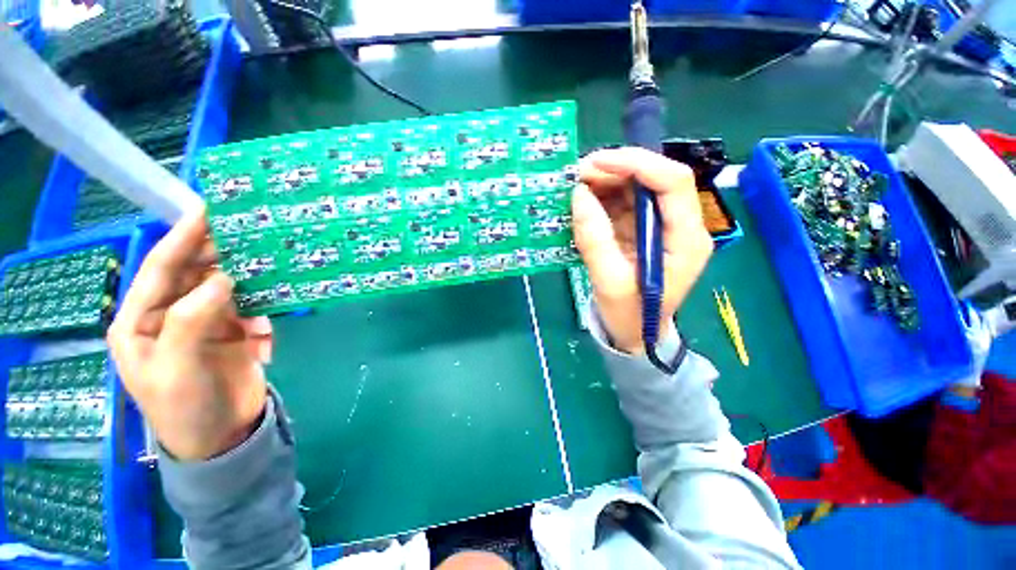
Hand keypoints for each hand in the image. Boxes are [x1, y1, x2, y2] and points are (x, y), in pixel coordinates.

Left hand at [108, 209, 273, 460]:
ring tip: (272, 276)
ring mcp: (206, 322)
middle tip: (254, 235)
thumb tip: (224, 277)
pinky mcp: (234, 332)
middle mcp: (171, 314)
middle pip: (197, 272)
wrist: (222, 438)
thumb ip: (191, 318)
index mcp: (141, 320)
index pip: (161, 267)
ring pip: (229, 287)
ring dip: (251, 284)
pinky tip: (266, 342)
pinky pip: (253, 311)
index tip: (210, 209)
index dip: (184, 236)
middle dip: (224, 255)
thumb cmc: (185, 408)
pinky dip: (264, 319)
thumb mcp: (176, 367)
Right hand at [572, 147, 712, 353]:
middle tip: (577, 174)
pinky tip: (582, 201)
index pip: (673, 183)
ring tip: (575, 186)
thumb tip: (579, 195)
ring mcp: (659, 226)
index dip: (638, 165)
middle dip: (615, 170)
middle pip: (653, 180)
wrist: (633, 333)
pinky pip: (621, 204)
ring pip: (635, 188)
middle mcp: (678, 225)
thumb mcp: (610, 282)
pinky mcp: (640, 231)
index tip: (598, 163)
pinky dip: (600, 198)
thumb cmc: (629, 315)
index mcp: (686, 239)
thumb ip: (594, 240)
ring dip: (605, 182)